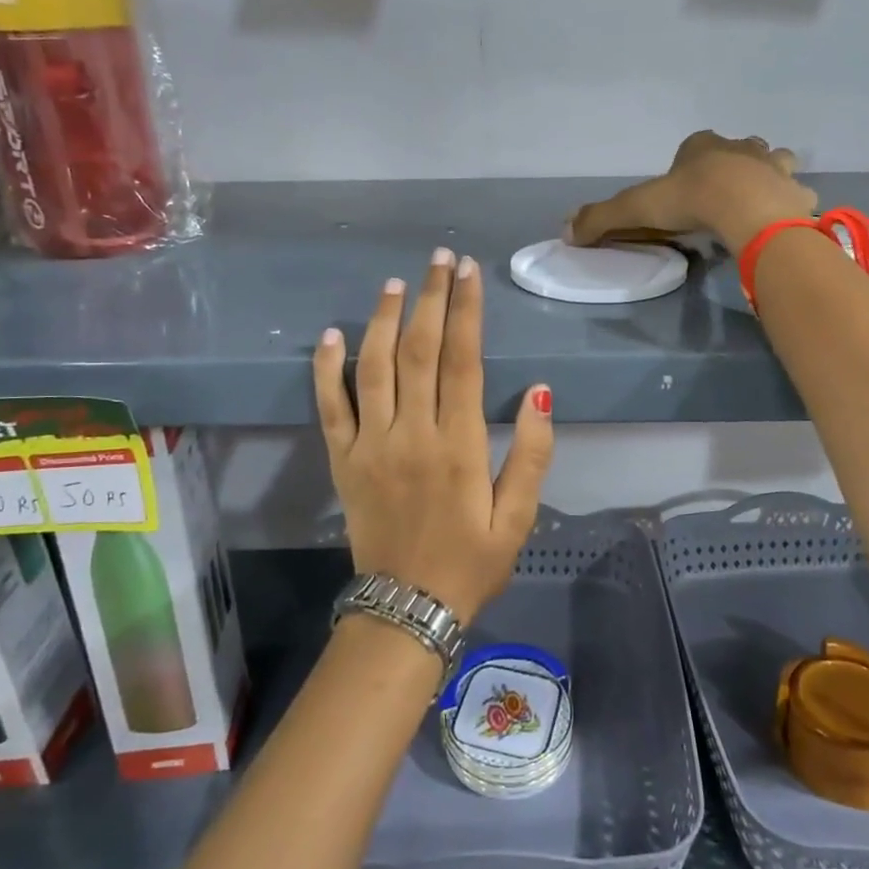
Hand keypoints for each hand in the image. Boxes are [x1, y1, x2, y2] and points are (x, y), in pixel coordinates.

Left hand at [313, 249, 554, 624]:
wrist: (407, 609)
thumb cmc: (471, 562)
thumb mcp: (519, 518)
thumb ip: (532, 454)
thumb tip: (542, 393)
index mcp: (458, 446)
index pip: (462, 361)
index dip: (466, 312)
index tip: (470, 272)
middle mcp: (412, 434)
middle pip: (419, 351)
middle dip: (430, 299)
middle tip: (438, 259)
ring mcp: (371, 445)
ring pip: (374, 368)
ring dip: (384, 321)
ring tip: (395, 283)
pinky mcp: (342, 461)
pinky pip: (330, 407)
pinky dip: (327, 369)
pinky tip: (332, 335)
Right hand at [566, 131, 816, 253]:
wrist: (745, 209)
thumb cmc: (690, 200)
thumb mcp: (636, 208)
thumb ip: (602, 218)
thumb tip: (566, 231)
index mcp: (703, 145)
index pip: (695, 145)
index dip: (690, 163)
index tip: (685, 189)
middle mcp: (742, 147)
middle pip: (740, 148)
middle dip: (735, 164)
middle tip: (725, 192)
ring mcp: (774, 167)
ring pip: (776, 163)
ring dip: (770, 176)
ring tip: (759, 201)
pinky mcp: (795, 192)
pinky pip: (798, 195)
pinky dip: (793, 205)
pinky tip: (784, 221)